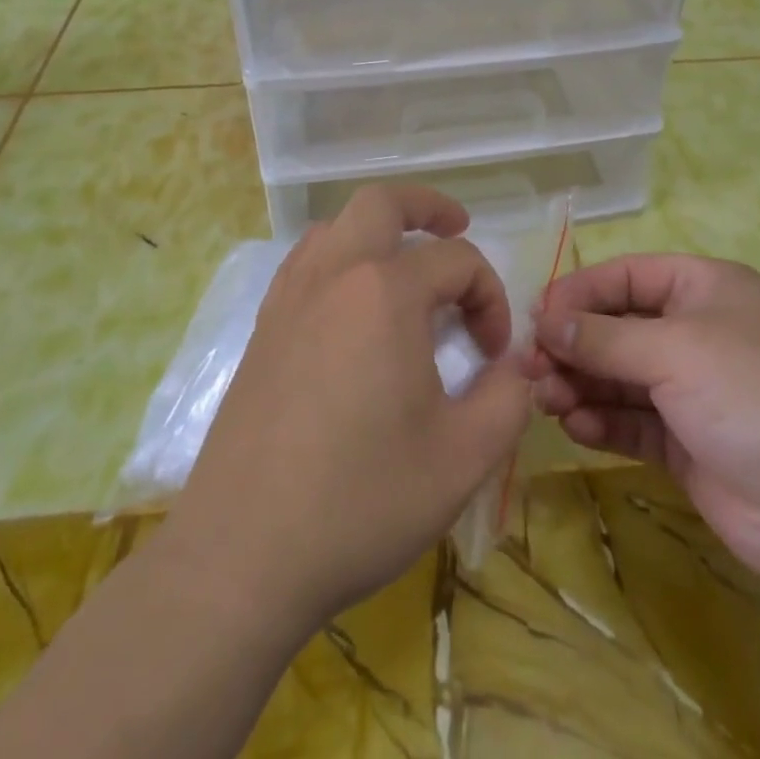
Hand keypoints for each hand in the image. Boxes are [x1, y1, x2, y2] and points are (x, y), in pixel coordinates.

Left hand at [170, 185, 531, 632]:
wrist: (242, 555)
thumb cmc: (361, 500)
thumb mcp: (464, 457)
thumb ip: (509, 397)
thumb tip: (517, 364)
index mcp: (385, 293)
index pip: (457, 261)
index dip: (490, 297)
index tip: (494, 353)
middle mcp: (334, 275)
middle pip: (381, 203)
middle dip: (427, 206)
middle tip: (457, 227)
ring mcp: (289, 298)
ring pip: (336, 226)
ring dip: (378, 229)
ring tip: (405, 264)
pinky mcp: (263, 329)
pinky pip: (306, 262)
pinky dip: (339, 258)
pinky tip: (353, 306)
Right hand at [531, 253, 759, 578]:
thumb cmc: (752, 392)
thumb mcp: (674, 350)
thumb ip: (603, 338)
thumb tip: (545, 322)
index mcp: (708, 288)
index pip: (630, 276)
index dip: (581, 291)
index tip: (536, 315)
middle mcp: (700, 332)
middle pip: (620, 328)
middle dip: (575, 346)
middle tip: (530, 367)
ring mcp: (696, 390)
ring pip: (622, 377)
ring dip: (582, 384)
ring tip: (545, 399)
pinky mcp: (690, 442)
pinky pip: (635, 420)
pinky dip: (603, 420)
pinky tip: (574, 425)